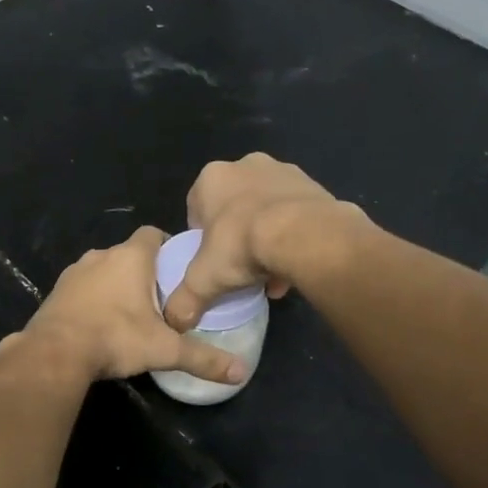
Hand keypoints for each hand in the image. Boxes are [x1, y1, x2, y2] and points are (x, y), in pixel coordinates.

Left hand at [18, 227, 247, 384]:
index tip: (178, 270)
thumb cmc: (115, 337)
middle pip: (130, 254)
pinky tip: (100, 324)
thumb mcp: (164, 350)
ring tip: (131, 314)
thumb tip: (241, 372)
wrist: (54, 353)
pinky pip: (83, 287)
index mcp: (131, 257)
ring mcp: (75, 271)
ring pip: (104, 270)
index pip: (153, 234)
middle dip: (145, 271)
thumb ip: (203, 358)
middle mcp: (102, 255)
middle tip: (161, 299)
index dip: (167, 247)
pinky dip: (93, 299)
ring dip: (116, 285)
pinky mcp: (57, 291)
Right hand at [164, 154, 361, 330]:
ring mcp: (283, 171)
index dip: (202, 238)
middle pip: (234, 207)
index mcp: (212, 178)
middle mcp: (246, 165)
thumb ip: (184, 300)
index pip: (197, 208)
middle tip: (241, 266)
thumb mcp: (204, 279)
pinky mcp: (313, 185)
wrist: (303, 234)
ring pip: (267, 209)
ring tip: (271, 273)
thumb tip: (174, 322)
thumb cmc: (241, 245)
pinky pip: (295, 213)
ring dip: (267, 236)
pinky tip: (293, 265)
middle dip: (237, 235)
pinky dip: (293, 235)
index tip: (212, 261)